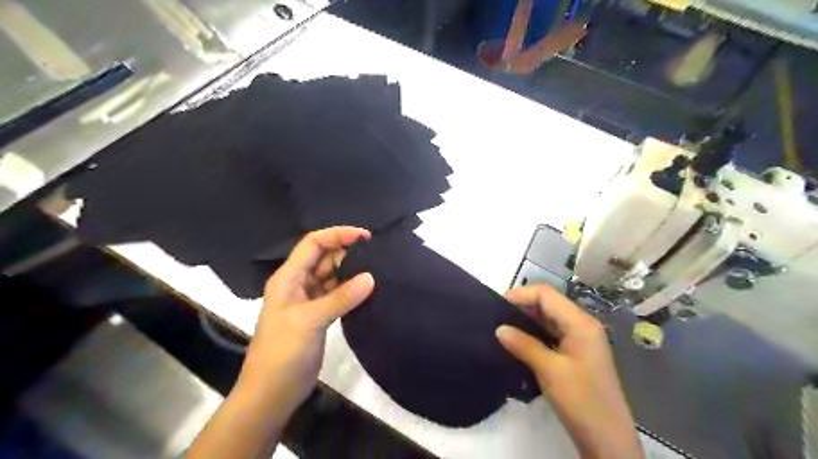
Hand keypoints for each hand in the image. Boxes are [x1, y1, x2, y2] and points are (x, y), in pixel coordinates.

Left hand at [238, 227, 374, 419]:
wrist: (272, 393)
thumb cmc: (283, 352)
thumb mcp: (310, 321)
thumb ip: (341, 297)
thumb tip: (371, 277)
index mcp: (289, 277)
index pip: (313, 244)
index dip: (337, 235)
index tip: (364, 236)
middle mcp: (298, 283)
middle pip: (324, 257)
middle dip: (347, 251)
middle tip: (376, 254)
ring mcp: (309, 300)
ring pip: (332, 276)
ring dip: (351, 271)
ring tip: (377, 269)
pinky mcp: (318, 315)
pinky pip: (336, 294)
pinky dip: (350, 290)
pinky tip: (368, 289)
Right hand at [494, 285, 641, 456]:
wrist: (608, 440)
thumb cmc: (581, 401)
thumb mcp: (549, 370)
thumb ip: (524, 345)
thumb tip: (499, 329)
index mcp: (580, 323)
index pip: (546, 294)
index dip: (521, 294)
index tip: (497, 306)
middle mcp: (582, 325)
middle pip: (548, 303)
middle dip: (522, 306)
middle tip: (497, 317)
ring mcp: (580, 340)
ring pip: (549, 319)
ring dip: (527, 320)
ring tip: (503, 328)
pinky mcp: (576, 353)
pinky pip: (551, 334)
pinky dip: (534, 333)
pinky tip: (518, 341)